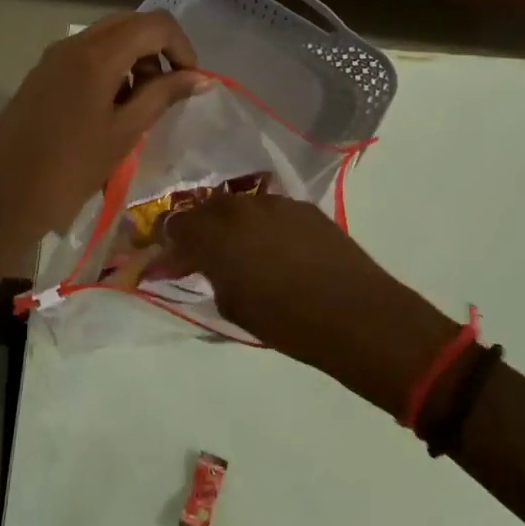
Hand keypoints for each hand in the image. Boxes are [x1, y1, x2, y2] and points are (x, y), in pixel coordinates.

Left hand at [0, 12, 203, 277]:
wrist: (1, 199)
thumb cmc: (70, 169)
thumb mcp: (124, 133)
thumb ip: (162, 96)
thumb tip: (198, 77)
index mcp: (96, 54)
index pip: (155, 24)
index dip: (182, 47)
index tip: (191, 83)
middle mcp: (73, 44)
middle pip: (130, 24)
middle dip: (158, 50)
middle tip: (168, 92)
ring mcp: (53, 58)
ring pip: (107, 38)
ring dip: (134, 59)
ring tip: (141, 105)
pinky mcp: (41, 75)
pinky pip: (86, 56)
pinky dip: (110, 69)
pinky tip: (111, 108)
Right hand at [158, 195, 462, 416]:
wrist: (358, 315)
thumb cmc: (287, 323)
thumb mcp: (233, 306)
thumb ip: (208, 276)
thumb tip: (194, 264)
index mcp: (215, 234)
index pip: (175, 226)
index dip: (167, 243)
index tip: (167, 259)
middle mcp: (240, 208)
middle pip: (204, 208)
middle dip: (196, 229)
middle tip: (199, 255)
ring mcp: (274, 202)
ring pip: (237, 205)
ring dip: (228, 224)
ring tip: (237, 250)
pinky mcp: (303, 206)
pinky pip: (268, 210)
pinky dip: (260, 224)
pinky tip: (271, 247)